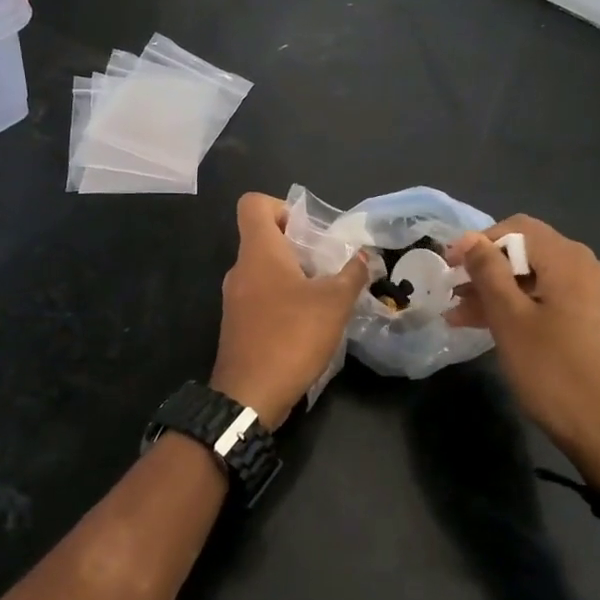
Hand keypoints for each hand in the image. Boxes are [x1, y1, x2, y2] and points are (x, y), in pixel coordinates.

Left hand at [210, 193, 369, 431]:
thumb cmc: (291, 337)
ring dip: (294, 274)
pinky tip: (309, 321)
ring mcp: (235, 298)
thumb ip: (352, 274)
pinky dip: (283, 299)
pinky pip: (261, 296)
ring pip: (264, 270)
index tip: (310, 230)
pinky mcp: (238, 324)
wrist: (250, 395)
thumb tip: (364, 256)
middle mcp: (240, 269)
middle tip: (330, 264)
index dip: (282, 206)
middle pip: (264, 237)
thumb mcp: (334, 303)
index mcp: (258, 252)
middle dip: (299, 245)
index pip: (253, 204)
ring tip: (326, 293)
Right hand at [447, 216, 599, 488]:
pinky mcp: (599, 320)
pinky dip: (523, 307)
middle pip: (529, 253)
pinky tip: (494, 327)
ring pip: (539, 279)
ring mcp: (599, 295)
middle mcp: (591, 268)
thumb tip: (469, 238)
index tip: (449, 266)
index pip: (519, 228)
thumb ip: (488, 272)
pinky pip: (553, 299)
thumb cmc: (552, 371)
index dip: (479, 241)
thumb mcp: (510, 319)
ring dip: (500, 292)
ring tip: (461, 317)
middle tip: (452, 295)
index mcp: (571, 261)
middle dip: (487, 271)